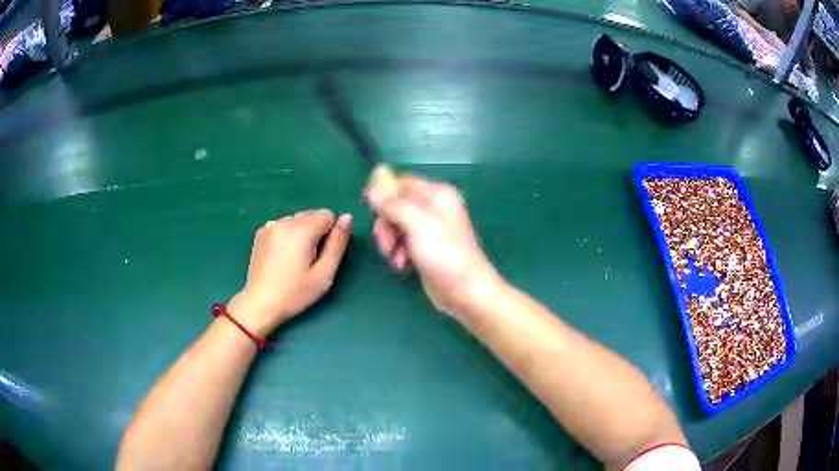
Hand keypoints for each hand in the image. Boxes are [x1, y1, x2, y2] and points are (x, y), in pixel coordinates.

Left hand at [229, 209, 352, 336]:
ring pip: (298, 219)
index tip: (322, 255)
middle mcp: (284, 221)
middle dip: (316, 232)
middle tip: (309, 260)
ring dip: (302, 233)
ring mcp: (270, 225)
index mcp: (301, 230)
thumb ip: (338, 244)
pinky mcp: (261, 232)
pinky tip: (283, 256)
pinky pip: (284, 225)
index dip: (330, 234)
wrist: (260, 303)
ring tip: (295, 259)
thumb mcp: (324, 274)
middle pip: (312, 215)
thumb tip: (347, 217)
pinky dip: (288, 235)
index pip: (327, 215)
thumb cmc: (295, 294)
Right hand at [368, 176, 503, 319]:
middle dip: (386, 224)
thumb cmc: (444, 254)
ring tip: (396, 260)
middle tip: (386, 244)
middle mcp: (433, 207)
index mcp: (436, 194)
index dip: (382, 193)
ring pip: (395, 225)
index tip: (368, 208)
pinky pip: (402, 242)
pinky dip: (398, 252)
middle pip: (395, 205)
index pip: (400, 183)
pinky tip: (403, 265)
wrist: (465, 291)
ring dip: (390, 242)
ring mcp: (429, 228)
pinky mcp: (425, 248)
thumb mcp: (416, 223)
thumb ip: (393, 203)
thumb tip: (373, 183)